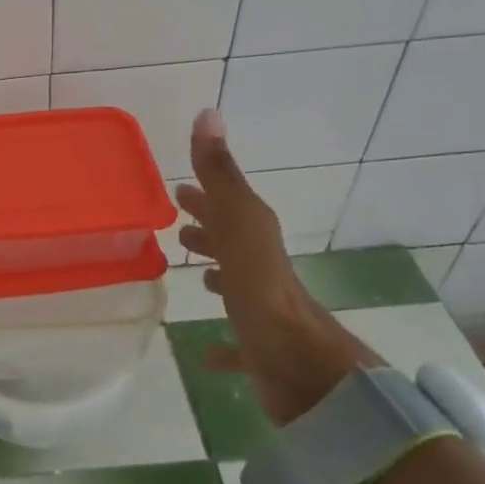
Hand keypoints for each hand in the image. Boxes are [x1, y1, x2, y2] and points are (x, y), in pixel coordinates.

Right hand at [175, 109, 377, 423]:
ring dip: (217, 274)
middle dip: (208, 228)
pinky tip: (204, 352)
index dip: (204, 194)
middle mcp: (260, 268)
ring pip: (236, 285)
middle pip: (231, 241)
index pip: (226, 204)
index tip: (179, 188)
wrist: (306, 370)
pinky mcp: (261, 349)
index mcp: (254, 236)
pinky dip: (221, 343)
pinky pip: (236, 342)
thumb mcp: (239, 223)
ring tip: (193, 274)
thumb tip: (208, 112)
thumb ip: (221, 174)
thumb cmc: (263, 291)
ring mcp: (263, 309)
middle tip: (178, 225)